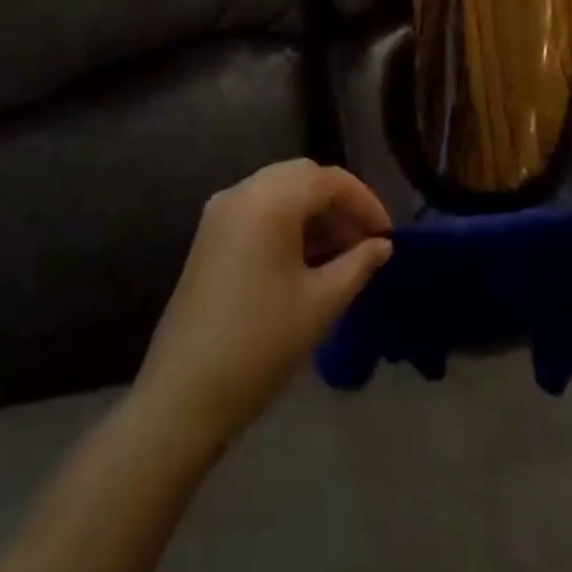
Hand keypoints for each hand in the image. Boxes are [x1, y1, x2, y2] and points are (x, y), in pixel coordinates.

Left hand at [134, 159, 392, 447]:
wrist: (183, 395)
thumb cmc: (261, 344)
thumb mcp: (322, 303)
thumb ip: (358, 264)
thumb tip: (382, 245)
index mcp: (270, 199)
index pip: (329, 180)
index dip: (365, 202)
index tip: (387, 235)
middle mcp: (242, 192)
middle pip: (303, 176)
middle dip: (339, 202)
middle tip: (366, 240)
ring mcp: (220, 212)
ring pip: (279, 190)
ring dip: (313, 211)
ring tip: (341, 252)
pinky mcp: (209, 235)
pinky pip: (258, 208)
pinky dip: (287, 221)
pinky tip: (305, 258)